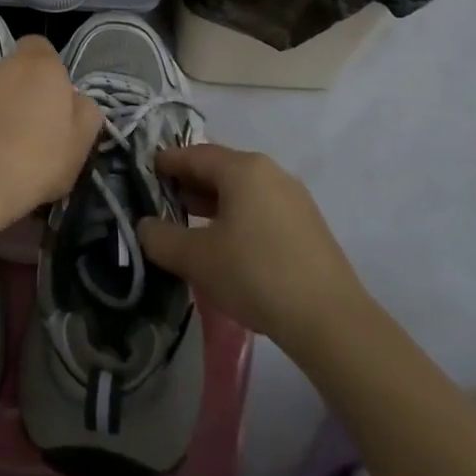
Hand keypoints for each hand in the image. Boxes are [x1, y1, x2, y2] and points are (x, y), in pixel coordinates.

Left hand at [0, 36, 99, 239]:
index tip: (56, 101)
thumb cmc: (35, 161)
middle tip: (38, 134)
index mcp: (39, 66)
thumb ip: (86, 114)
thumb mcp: (80, 144)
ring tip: (10, 153)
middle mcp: (3, 67)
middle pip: (18, 72)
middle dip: (27, 95)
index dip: (49, 69)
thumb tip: (78, 101)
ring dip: (3, 113)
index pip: (40, 46)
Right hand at [137, 144, 369, 357]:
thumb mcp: (197, 258)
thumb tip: (144, 226)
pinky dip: (238, 215)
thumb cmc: (256, 274)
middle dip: (190, 182)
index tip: (146, 172)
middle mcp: (270, 172)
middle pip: (220, 168)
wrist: (331, 321)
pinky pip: (261, 207)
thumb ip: (162, 238)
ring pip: (242, 189)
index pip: (194, 154)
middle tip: (164, 199)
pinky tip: (229, 243)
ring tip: (191, 222)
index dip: (167, 162)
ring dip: (214, 201)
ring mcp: (294, 197)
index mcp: (243, 168)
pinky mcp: (308, 225)